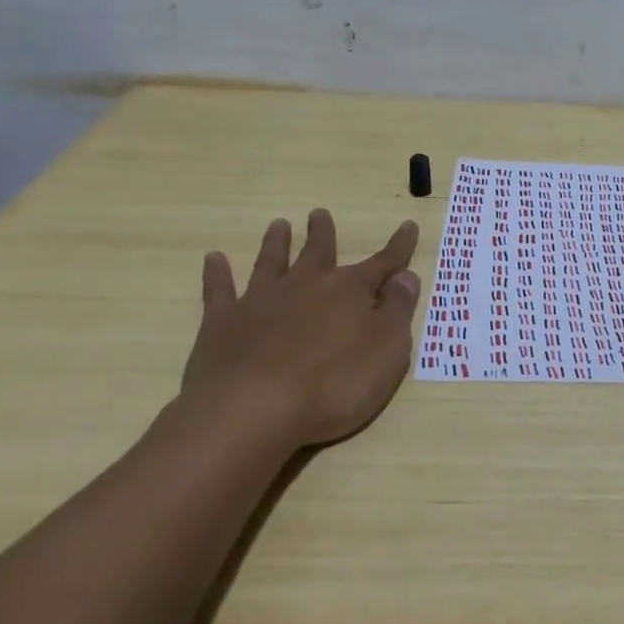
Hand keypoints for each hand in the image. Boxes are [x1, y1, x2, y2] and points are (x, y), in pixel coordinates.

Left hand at [175, 210, 421, 453]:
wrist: (253, 409)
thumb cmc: (334, 385)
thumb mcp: (388, 350)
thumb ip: (398, 310)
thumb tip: (406, 276)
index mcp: (350, 291)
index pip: (383, 263)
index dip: (399, 247)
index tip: (409, 225)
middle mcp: (306, 285)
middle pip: (319, 252)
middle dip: (323, 233)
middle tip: (319, 213)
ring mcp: (261, 301)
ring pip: (272, 262)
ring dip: (277, 243)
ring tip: (279, 225)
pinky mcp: (223, 323)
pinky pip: (220, 290)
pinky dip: (217, 273)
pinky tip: (214, 258)